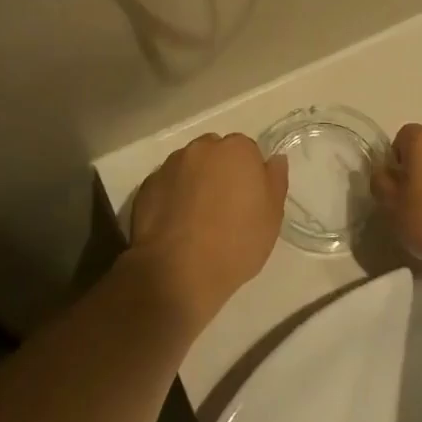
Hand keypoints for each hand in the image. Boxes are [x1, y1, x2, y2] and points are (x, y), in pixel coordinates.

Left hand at [128, 133, 284, 331]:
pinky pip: (166, 185)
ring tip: (196, 218)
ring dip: (194, 182)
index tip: (248, 199)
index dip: (248, 174)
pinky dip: (171, 196)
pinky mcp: (146, 186)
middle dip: (219, 171)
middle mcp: (201, 148)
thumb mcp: (272, 216)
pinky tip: (175, 224)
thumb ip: (276, 180)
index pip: (247, 150)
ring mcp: (170, 165)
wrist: (178, 272)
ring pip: (188, 167)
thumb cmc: (236, 243)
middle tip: (224, 206)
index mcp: (236, 150)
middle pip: (215, 153)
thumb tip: (275, 159)